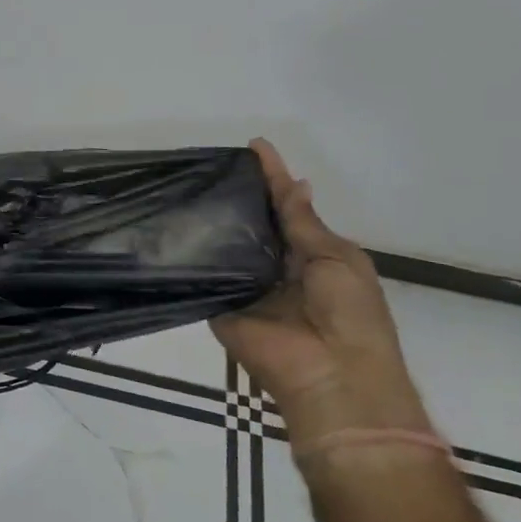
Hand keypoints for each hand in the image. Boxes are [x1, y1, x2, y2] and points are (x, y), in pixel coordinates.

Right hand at [212, 140, 430, 449]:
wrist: (332, 376)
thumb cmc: (351, 315)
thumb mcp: (336, 259)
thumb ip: (305, 222)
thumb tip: (296, 182)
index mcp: (310, 253)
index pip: (286, 206)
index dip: (273, 176)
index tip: (254, 145)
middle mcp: (274, 264)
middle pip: (251, 221)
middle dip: (236, 195)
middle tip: (210, 163)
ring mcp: (244, 284)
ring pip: (223, 243)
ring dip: (210, 219)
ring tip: (184, 183)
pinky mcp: (218, 303)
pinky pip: (203, 274)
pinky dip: (190, 253)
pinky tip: (169, 223)